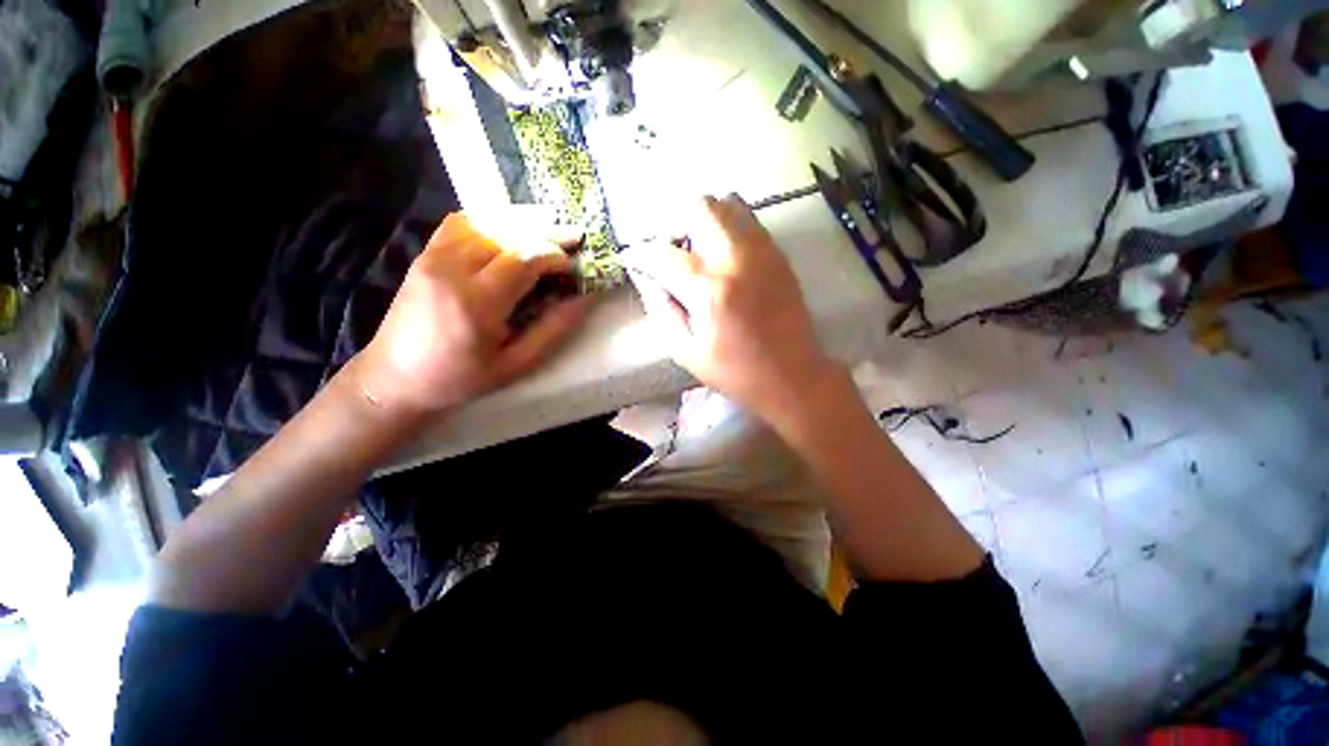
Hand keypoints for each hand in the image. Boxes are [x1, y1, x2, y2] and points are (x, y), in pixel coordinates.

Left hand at [351, 212, 587, 416]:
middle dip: (546, 236)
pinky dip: (492, 223)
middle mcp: (452, 270)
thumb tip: (584, 298)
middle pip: (508, 234)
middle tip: (572, 243)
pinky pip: (463, 223)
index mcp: (477, 303)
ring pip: (487, 222)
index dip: (556, 256)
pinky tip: (510, 237)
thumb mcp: (517, 364)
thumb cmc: (461, 378)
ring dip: (523, 227)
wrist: (395, 378)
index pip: (524, 259)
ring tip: (547, 240)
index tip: (575, 266)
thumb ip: (554, 329)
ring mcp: (434, 257)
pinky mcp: (425, 254)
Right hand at [623, 194, 836, 421]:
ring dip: (706, 221)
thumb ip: (660, 309)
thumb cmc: (735, 372)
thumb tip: (645, 276)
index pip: (663, 253)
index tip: (634, 259)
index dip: (640, 253)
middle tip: (675, 253)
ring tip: (702, 252)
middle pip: (700, 207)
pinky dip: (730, 227)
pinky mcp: (779, 255)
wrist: (793, 375)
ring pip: (728, 204)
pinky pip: (749, 221)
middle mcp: (736, 260)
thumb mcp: (685, 351)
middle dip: (678, 225)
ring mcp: (763, 252)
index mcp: (709, 291)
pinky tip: (726, 257)